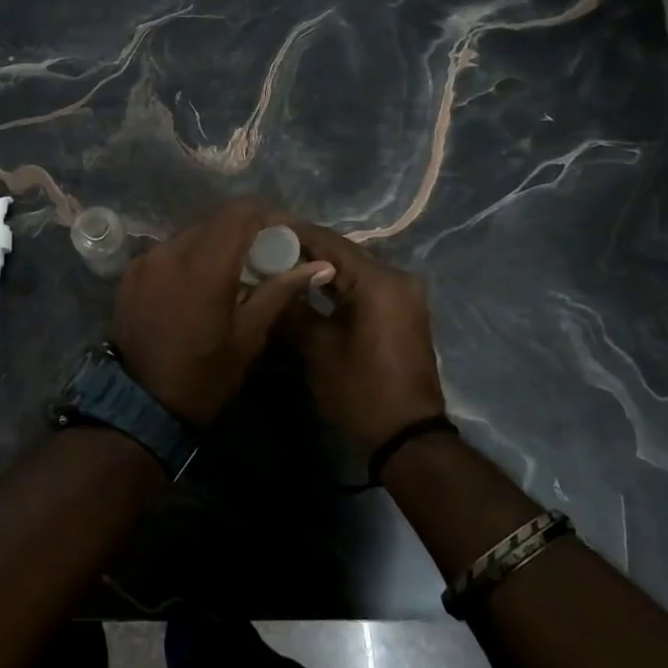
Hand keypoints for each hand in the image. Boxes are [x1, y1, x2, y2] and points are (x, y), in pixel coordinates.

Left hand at [110, 200, 334, 425]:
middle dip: (243, 231)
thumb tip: (320, 266)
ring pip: (189, 235)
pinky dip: (187, 258)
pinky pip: (166, 252)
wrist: (142, 405)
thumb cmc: (205, 375)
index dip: (267, 216)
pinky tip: (196, 283)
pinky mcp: (130, 274)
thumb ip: (280, 291)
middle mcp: (171, 251)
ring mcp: (145, 260)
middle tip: (264, 255)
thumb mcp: (249, 336)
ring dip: (214, 244)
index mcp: (205, 265)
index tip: (285, 234)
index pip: (240, 214)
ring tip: (231, 271)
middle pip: (214, 222)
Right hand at [281, 220, 446, 465]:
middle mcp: (396, 277)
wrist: (408, 436)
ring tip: (280, 267)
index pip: (327, 241)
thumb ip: (291, 308)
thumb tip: (266, 282)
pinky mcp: (403, 309)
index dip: (291, 234)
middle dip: (303, 250)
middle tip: (264, 250)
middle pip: (342, 251)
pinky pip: (365, 285)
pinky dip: (338, 284)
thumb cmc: (360, 391)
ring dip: (320, 267)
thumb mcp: (317, 350)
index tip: (258, 231)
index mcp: (377, 281)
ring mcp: (404, 293)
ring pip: (353, 268)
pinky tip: (309, 288)